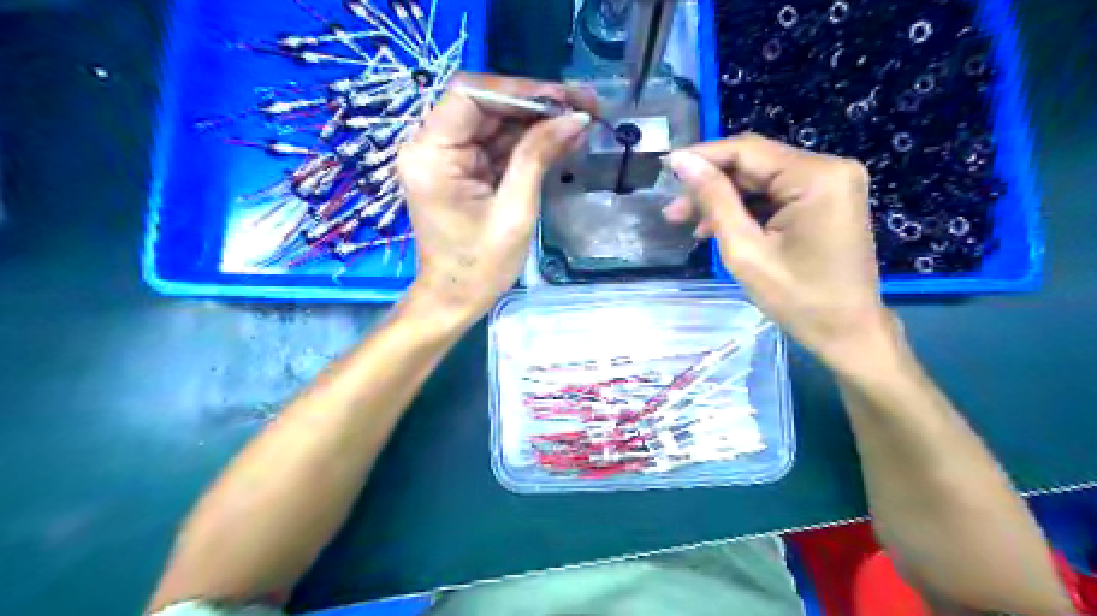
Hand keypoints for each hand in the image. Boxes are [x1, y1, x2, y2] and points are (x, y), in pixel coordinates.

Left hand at [400, 73, 596, 323]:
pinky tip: (562, 142)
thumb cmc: (481, 266)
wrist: (456, 300)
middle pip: (485, 105)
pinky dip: (528, 144)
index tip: (563, 99)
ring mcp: (447, 158)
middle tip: (584, 107)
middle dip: (536, 105)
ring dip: (537, 124)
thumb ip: (539, 157)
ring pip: (495, 123)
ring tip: (581, 124)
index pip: (470, 95)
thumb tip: (576, 118)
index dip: (519, 90)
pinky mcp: (462, 171)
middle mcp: (432, 147)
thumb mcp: (515, 210)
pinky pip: (496, 146)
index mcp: (431, 154)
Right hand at [663, 132, 893, 368]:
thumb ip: (714, 201)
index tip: (666, 168)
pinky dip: (747, 209)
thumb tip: (684, 163)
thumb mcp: (745, 250)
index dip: (702, 157)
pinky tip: (720, 228)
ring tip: (689, 224)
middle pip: (755, 164)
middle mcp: (830, 168)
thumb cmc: (797, 299)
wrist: (847, 332)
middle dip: (711, 185)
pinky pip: (776, 195)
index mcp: (816, 177)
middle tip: (673, 211)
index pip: (747, 150)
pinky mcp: (827, 200)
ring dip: (725, 200)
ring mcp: (831, 184)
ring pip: (761, 180)